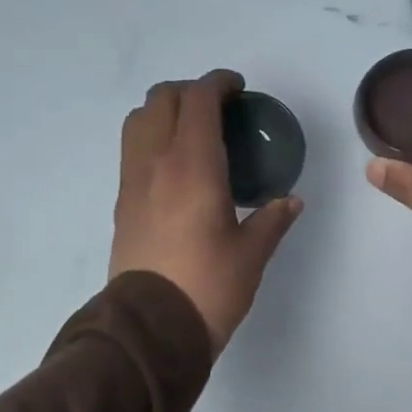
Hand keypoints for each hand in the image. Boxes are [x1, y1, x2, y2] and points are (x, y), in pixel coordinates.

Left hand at [111, 70, 301, 354]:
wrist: (151, 328)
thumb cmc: (208, 287)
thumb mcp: (251, 254)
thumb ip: (272, 220)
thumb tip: (290, 201)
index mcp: (192, 166)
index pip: (198, 100)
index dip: (219, 84)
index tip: (238, 90)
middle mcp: (155, 163)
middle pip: (161, 99)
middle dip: (190, 92)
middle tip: (219, 111)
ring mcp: (132, 182)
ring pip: (138, 121)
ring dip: (164, 112)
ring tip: (192, 134)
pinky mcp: (122, 204)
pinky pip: (132, 151)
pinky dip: (152, 140)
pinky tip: (177, 169)